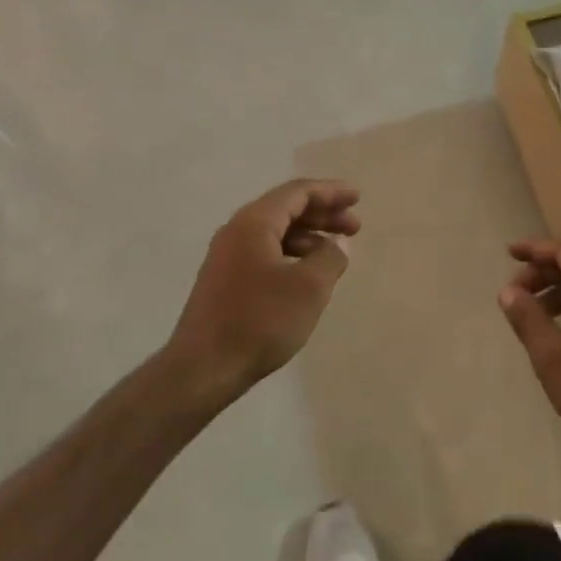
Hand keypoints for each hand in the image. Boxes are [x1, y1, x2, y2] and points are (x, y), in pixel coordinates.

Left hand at [167, 180, 359, 399]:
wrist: (203, 368)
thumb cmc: (260, 321)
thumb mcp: (309, 287)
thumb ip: (330, 257)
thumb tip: (336, 245)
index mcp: (255, 222)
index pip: (298, 192)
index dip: (331, 192)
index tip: (357, 198)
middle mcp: (237, 231)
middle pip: (286, 209)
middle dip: (323, 214)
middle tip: (355, 226)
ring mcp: (227, 256)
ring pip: (275, 232)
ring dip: (309, 236)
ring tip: (335, 252)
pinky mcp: (225, 280)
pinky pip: (265, 251)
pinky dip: (292, 253)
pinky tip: (307, 274)